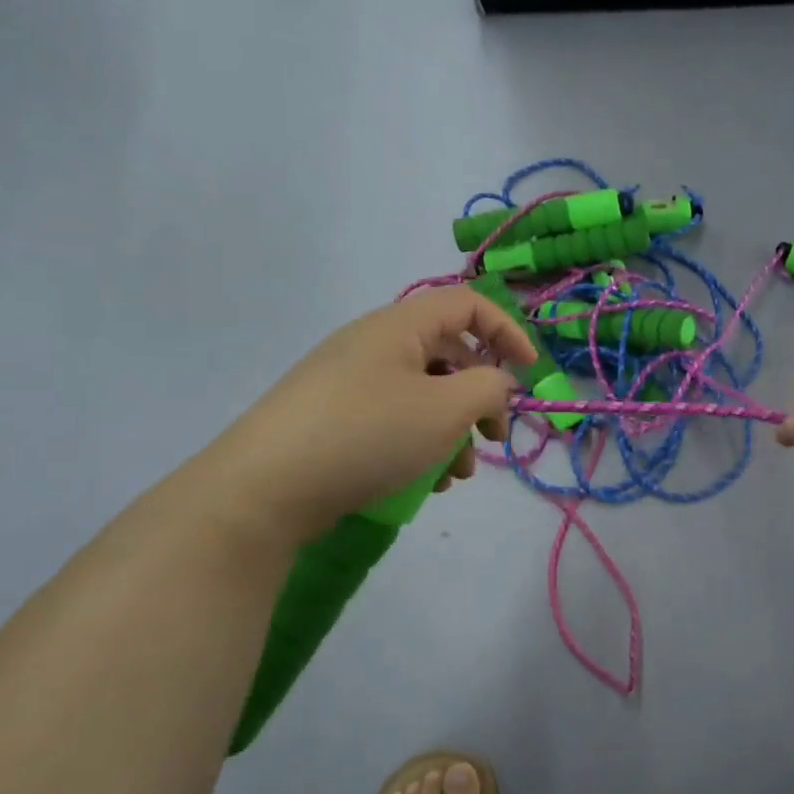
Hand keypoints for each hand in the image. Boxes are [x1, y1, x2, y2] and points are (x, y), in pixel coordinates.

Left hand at [201, 287, 536, 542]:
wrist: (262, 489)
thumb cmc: (367, 435)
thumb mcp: (446, 409)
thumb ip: (489, 388)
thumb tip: (497, 383)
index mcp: (399, 326)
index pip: (468, 304)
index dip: (508, 331)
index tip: (531, 373)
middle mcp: (373, 344)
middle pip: (448, 355)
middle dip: (480, 398)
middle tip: (494, 439)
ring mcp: (348, 381)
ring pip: (422, 394)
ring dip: (451, 430)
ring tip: (454, 476)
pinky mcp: (332, 417)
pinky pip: (393, 418)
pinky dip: (418, 443)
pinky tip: (420, 483)